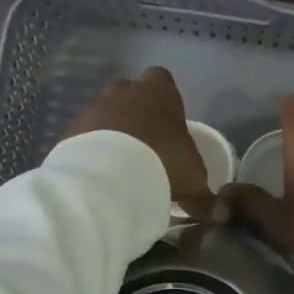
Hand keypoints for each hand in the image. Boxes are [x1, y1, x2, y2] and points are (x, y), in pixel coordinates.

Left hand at [64, 68, 213, 216]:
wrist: (109, 177)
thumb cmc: (163, 163)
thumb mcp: (194, 180)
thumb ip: (205, 194)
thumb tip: (222, 213)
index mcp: (159, 92)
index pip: (162, 80)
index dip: (166, 100)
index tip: (169, 124)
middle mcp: (124, 91)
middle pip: (130, 94)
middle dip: (136, 114)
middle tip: (146, 145)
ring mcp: (94, 108)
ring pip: (106, 114)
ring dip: (112, 133)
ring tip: (122, 165)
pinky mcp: (72, 130)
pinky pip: (86, 137)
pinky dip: (93, 151)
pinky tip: (102, 175)